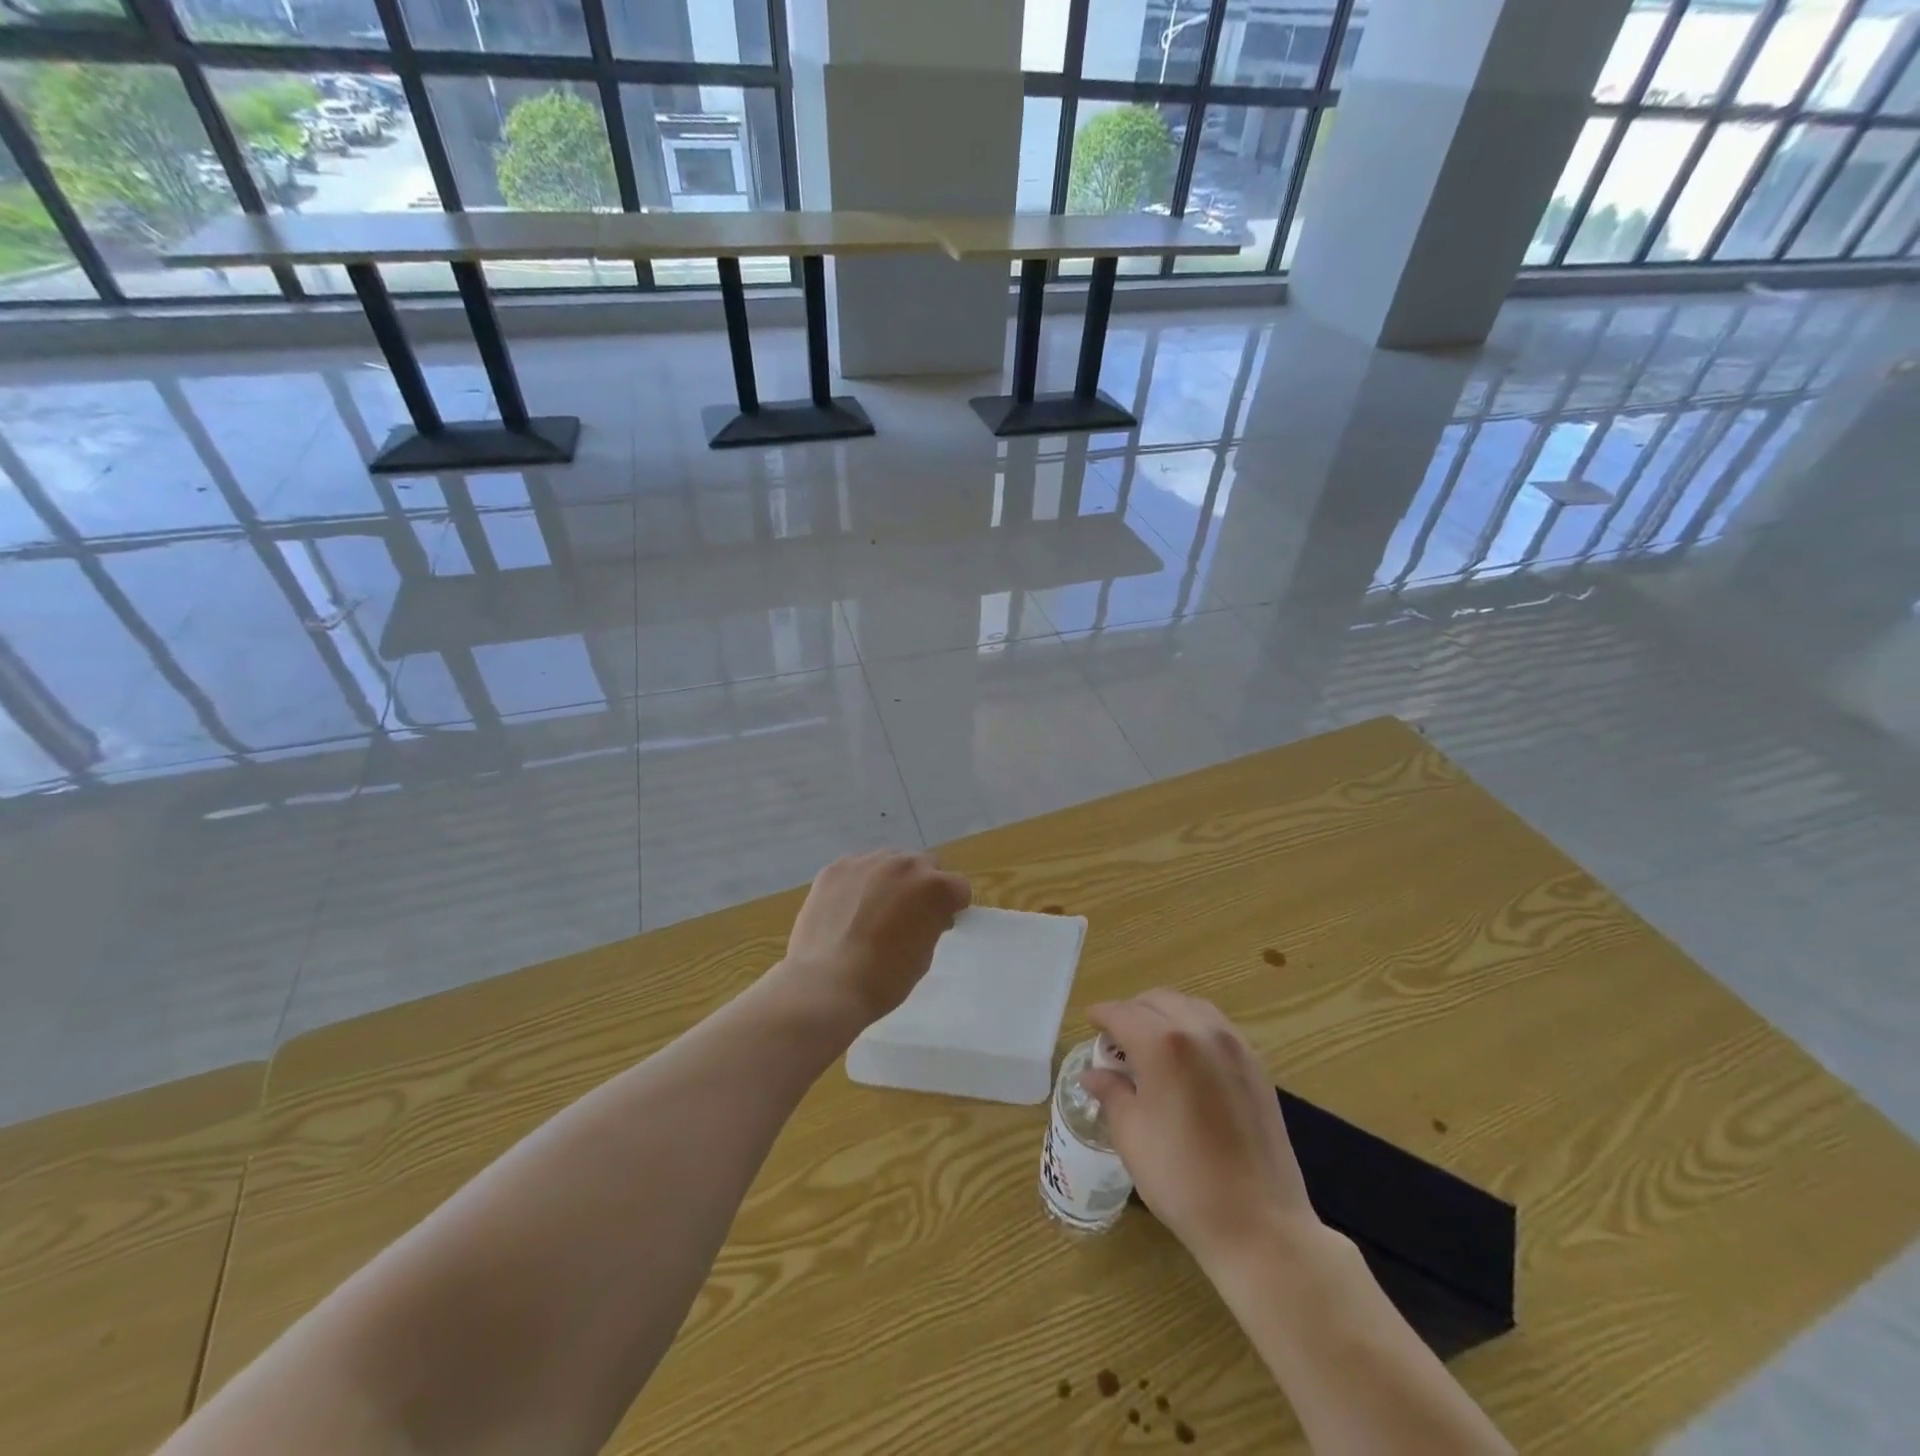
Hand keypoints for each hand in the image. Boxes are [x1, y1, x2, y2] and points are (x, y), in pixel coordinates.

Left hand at [783, 850, 971, 1026]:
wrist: (826, 984)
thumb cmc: (884, 979)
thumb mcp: (924, 955)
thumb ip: (931, 923)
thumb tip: (925, 915)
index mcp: (935, 887)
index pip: (958, 887)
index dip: (951, 906)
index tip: (939, 923)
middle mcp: (905, 864)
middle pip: (924, 866)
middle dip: (922, 886)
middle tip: (906, 915)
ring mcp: (868, 862)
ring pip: (889, 861)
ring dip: (890, 880)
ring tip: (872, 910)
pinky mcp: (836, 867)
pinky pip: (857, 868)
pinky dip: (858, 883)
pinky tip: (846, 909)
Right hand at [1081, 990, 1317, 1272]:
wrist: (1259, 1224)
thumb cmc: (1182, 1180)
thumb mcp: (1131, 1136)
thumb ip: (1110, 1092)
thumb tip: (1093, 1073)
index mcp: (1163, 1044)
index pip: (1122, 1013)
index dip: (1101, 1016)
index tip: (1090, 1024)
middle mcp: (1199, 1030)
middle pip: (1156, 1000)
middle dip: (1131, 1012)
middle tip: (1116, 1041)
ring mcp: (1233, 1044)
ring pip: (1189, 1006)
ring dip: (1163, 1014)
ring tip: (1150, 1046)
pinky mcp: (1255, 1064)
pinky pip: (1216, 1025)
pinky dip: (1193, 1027)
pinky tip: (1186, 1059)